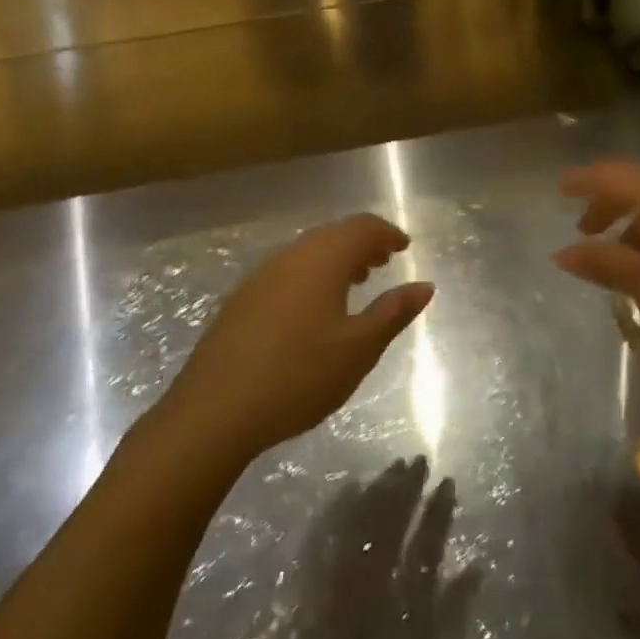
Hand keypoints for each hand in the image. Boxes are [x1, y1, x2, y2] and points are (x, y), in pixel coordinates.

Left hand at [171, 214, 431, 457]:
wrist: (214, 410)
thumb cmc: (299, 375)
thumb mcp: (358, 348)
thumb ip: (393, 312)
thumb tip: (425, 286)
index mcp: (323, 259)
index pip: (362, 228)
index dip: (386, 233)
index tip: (405, 247)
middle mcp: (291, 256)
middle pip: (333, 235)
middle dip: (362, 244)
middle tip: (384, 262)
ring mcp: (261, 276)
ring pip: (308, 252)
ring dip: (336, 259)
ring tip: (354, 283)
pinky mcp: (241, 299)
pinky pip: (287, 270)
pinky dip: (311, 275)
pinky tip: (313, 308)